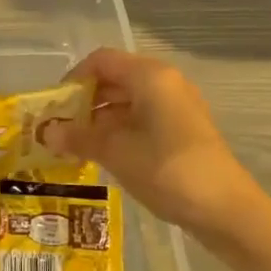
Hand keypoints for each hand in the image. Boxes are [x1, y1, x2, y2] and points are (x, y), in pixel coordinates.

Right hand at [44, 49, 253, 236]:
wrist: (225, 209)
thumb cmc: (166, 170)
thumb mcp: (115, 152)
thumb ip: (78, 138)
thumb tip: (46, 132)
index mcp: (150, 76)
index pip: (101, 61)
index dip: (73, 79)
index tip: (54, 108)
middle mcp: (165, 83)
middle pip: (114, 79)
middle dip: (84, 102)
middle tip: (59, 129)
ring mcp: (176, 106)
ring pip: (127, 101)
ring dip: (99, 119)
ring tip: (75, 146)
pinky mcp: (182, 129)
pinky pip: (142, 118)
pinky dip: (119, 130)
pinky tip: (103, 155)